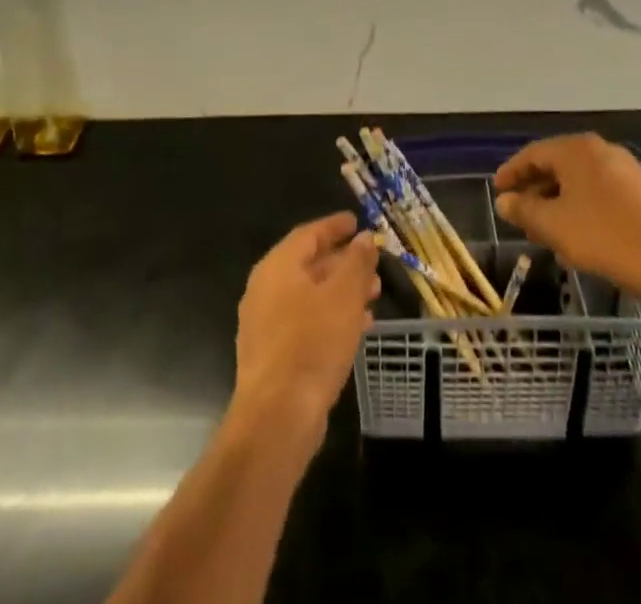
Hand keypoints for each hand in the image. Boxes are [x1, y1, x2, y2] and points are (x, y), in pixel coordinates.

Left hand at [231, 213, 379, 441]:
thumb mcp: (344, 295)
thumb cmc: (312, 343)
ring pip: (310, 296)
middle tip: (373, 263)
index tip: (357, 222)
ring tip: (374, 295)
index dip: (335, 226)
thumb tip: (364, 238)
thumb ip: (356, 262)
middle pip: (309, 264)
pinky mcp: (273, 355)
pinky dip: (332, 317)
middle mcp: (266, 289)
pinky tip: (358, 327)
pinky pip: (307, 322)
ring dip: (342, 292)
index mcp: (278, 266)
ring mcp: (266, 324)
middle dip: (344, 262)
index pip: (309, 234)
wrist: (277, 417)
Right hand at [494, 134, 640, 298]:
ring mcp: (625, 169)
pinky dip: (581, 208)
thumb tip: (504, 201)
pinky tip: (577, 237)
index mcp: (576, 149)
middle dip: (535, 189)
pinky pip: (599, 193)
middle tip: (519, 213)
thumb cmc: (604, 236)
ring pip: (579, 182)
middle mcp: (600, 150)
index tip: (497, 191)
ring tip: (544, 231)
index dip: (511, 172)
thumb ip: (524, 210)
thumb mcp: (554, 225)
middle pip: (557, 165)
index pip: (533, 154)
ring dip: (558, 202)